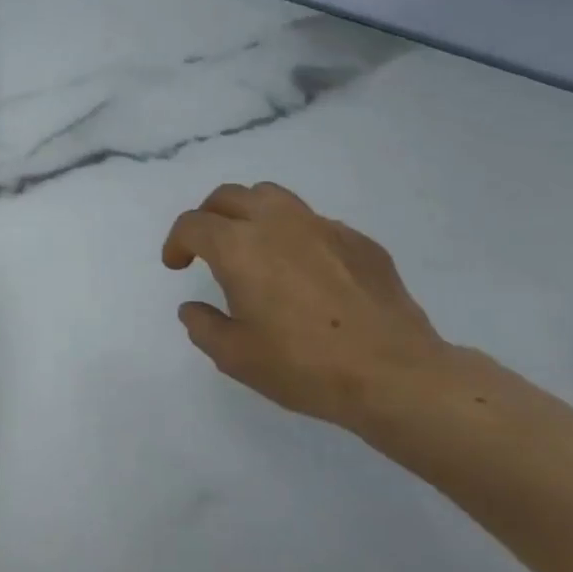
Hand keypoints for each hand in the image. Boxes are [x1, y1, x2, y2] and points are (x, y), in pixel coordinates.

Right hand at [162, 182, 451, 430]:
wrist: (395, 375)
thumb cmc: (304, 366)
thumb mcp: (235, 357)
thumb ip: (203, 326)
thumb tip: (193, 308)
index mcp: (238, 247)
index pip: (192, 224)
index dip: (176, 242)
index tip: (177, 265)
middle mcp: (277, 223)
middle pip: (229, 196)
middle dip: (208, 217)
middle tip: (207, 247)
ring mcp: (322, 226)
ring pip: (272, 197)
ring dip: (250, 213)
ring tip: (253, 246)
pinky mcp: (358, 240)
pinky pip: (313, 223)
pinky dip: (294, 235)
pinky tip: (305, 272)